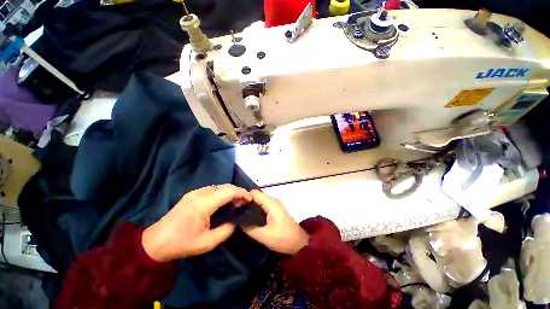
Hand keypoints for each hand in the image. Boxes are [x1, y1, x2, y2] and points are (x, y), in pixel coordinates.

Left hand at [142, 184, 251, 261]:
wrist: (155, 242)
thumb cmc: (182, 243)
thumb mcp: (208, 242)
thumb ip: (227, 229)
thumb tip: (236, 220)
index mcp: (204, 203)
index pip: (229, 191)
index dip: (242, 193)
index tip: (250, 199)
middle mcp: (200, 193)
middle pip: (225, 186)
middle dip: (238, 192)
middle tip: (245, 202)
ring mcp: (195, 192)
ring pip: (219, 187)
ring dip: (230, 192)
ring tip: (237, 203)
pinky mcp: (192, 194)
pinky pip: (212, 189)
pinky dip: (222, 193)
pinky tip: (224, 202)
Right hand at [243, 190, 308, 254]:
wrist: (299, 242)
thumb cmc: (283, 238)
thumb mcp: (264, 236)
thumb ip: (250, 228)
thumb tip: (238, 222)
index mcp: (271, 203)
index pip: (254, 193)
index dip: (245, 198)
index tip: (236, 207)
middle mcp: (273, 200)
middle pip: (257, 196)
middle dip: (247, 203)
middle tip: (237, 213)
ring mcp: (275, 204)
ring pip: (260, 200)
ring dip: (252, 207)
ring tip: (242, 216)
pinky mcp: (276, 209)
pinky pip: (264, 205)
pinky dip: (257, 209)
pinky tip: (252, 218)